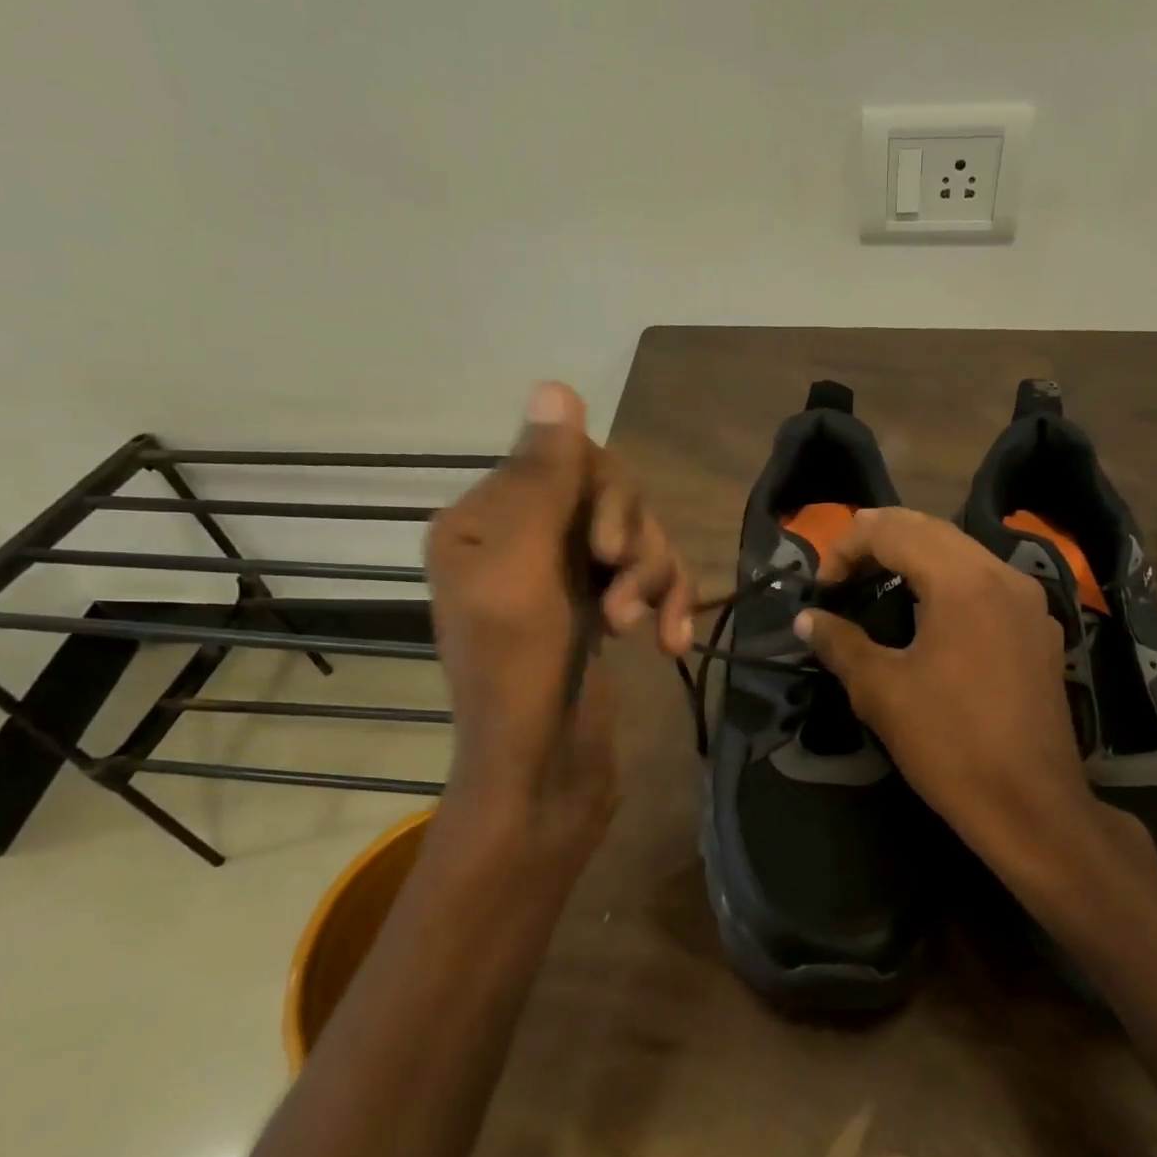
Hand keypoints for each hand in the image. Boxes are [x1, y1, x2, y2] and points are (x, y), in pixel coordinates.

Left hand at [425, 382, 691, 827]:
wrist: (541, 772)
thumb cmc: (516, 673)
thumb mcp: (519, 568)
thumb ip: (539, 480)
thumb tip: (555, 384)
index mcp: (486, 517)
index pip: (568, 458)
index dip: (606, 495)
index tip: (606, 550)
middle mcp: (523, 536)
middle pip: (613, 495)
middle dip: (633, 542)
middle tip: (622, 596)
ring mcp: (566, 574)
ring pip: (639, 536)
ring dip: (653, 577)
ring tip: (640, 628)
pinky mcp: (601, 606)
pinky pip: (650, 577)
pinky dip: (666, 604)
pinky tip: (670, 643)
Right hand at [793, 508, 1095, 887]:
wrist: (1030, 804)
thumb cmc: (949, 744)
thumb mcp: (881, 691)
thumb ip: (840, 643)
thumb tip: (807, 619)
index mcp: (962, 580)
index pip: (893, 531)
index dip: (847, 546)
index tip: (823, 586)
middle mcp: (1002, 574)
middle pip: (931, 529)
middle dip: (881, 539)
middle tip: (843, 569)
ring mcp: (1028, 601)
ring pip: (963, 551)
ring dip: (916, 555)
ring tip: (878, 581)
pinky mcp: (1040, 629)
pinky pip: (988, 581)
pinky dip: (949, 579)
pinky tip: (930, 613)